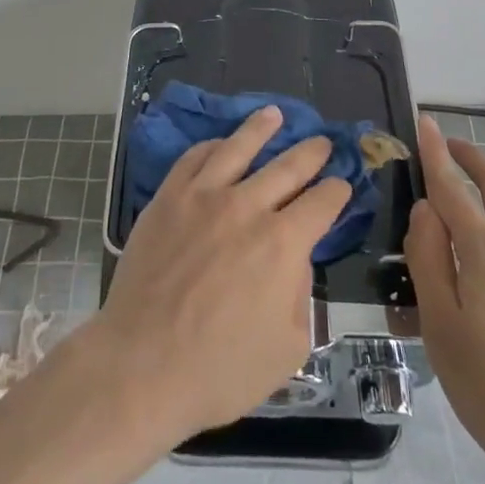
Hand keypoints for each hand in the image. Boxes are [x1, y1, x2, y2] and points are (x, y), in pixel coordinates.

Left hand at [89, 106, 351, 441]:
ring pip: (238, 147)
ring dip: (261, 128)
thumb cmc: (220, 369)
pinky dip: (212, 146)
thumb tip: (294, 261)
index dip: (337, 192)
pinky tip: (220, 142)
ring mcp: (203, 196)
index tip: (342, 185)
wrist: (142, 364)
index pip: (321, 203)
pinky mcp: (168, 197)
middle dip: (311, 153)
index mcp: (283, 244)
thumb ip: (300, 296)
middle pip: (288, 167)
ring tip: (274, 114)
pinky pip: (194, 158)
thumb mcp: (287, 348)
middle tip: (323, 142)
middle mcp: (247, 207)